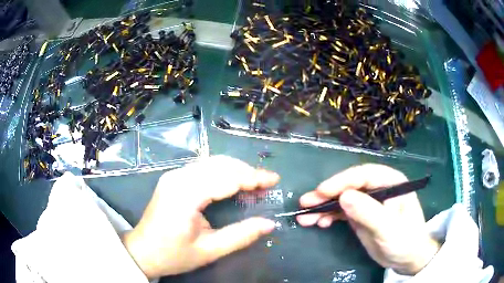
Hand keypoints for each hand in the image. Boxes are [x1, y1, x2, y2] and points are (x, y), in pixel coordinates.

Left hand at [123, 156, 278, 277]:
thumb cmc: (173, 255)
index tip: (275, 180)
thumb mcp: (209, 250)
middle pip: (220, 164)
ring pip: (212, 163)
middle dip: (247, 171)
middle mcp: (178, 178)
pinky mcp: (173, 179)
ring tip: (254, 183)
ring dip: (236, 170)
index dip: (253, 177)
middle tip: (267, 184)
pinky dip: (223, 172)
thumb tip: (269, 224)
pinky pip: (203, 168)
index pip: (226, 177)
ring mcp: (173, 176)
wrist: (142, 252)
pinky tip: (233, 183)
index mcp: (185, 195)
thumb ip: (240, 236)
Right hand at [296, 164, 439, 274]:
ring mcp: (368, 202)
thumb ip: (369, 213)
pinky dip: (328, 217)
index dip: (341, 181)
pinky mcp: (361, 215)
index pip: (363, 175)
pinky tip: (318, 223)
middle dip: (326, 194)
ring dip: (323, 207)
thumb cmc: (405, 241)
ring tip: (305, 217)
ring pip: (342, 199)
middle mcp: (378, 188)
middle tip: (305, 204)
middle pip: (349, 186)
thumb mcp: (389, 229)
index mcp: (390, 182)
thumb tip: (344, 197)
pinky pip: (341, 212)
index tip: (321, 192)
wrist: (407, 258)